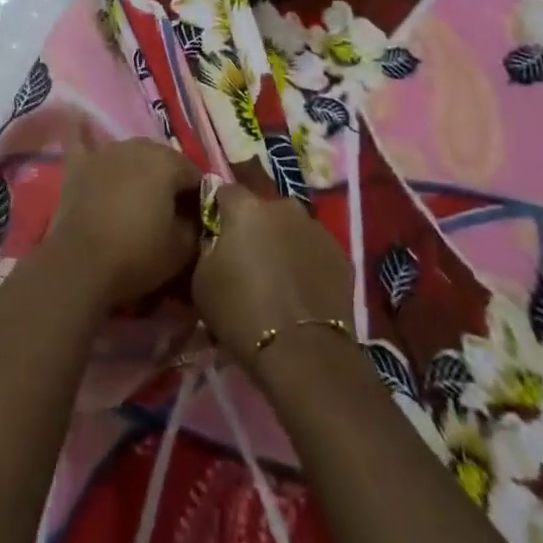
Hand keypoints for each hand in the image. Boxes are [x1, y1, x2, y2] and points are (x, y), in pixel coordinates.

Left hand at [44, 139, 202, 308]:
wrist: (81, 265)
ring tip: (137, 193)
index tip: (196, 220)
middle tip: (168, 210)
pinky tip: (78, 117)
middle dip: (169, 179)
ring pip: (130, 152)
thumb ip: (197, 222)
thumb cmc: (138, 255)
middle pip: (162, 159)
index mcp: (167, 163)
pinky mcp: (77, 165)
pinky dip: (82, 132)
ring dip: (137, 166)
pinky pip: (80, 140)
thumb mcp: (183, 248)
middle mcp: (137, 147)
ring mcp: (104, 152)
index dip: (198, 197)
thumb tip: (194, 212)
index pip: (194, 174)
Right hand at [192, 183, 354, 369]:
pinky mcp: (341, 255)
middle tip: (247, 257)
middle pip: (263, 209)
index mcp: (246, 208)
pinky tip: (300, 290)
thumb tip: (216, 242)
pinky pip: (314, 250)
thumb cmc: (241, 311)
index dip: (219, 209)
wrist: (302, 350)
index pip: (226, 191)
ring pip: (292, 228)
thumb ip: (207, 249)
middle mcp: (284, 208)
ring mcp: (317, 229)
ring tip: (277, 277)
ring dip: (283, 243)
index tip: (215, 231)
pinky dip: (306, 262)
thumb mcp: (201, 280)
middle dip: (255, 227)